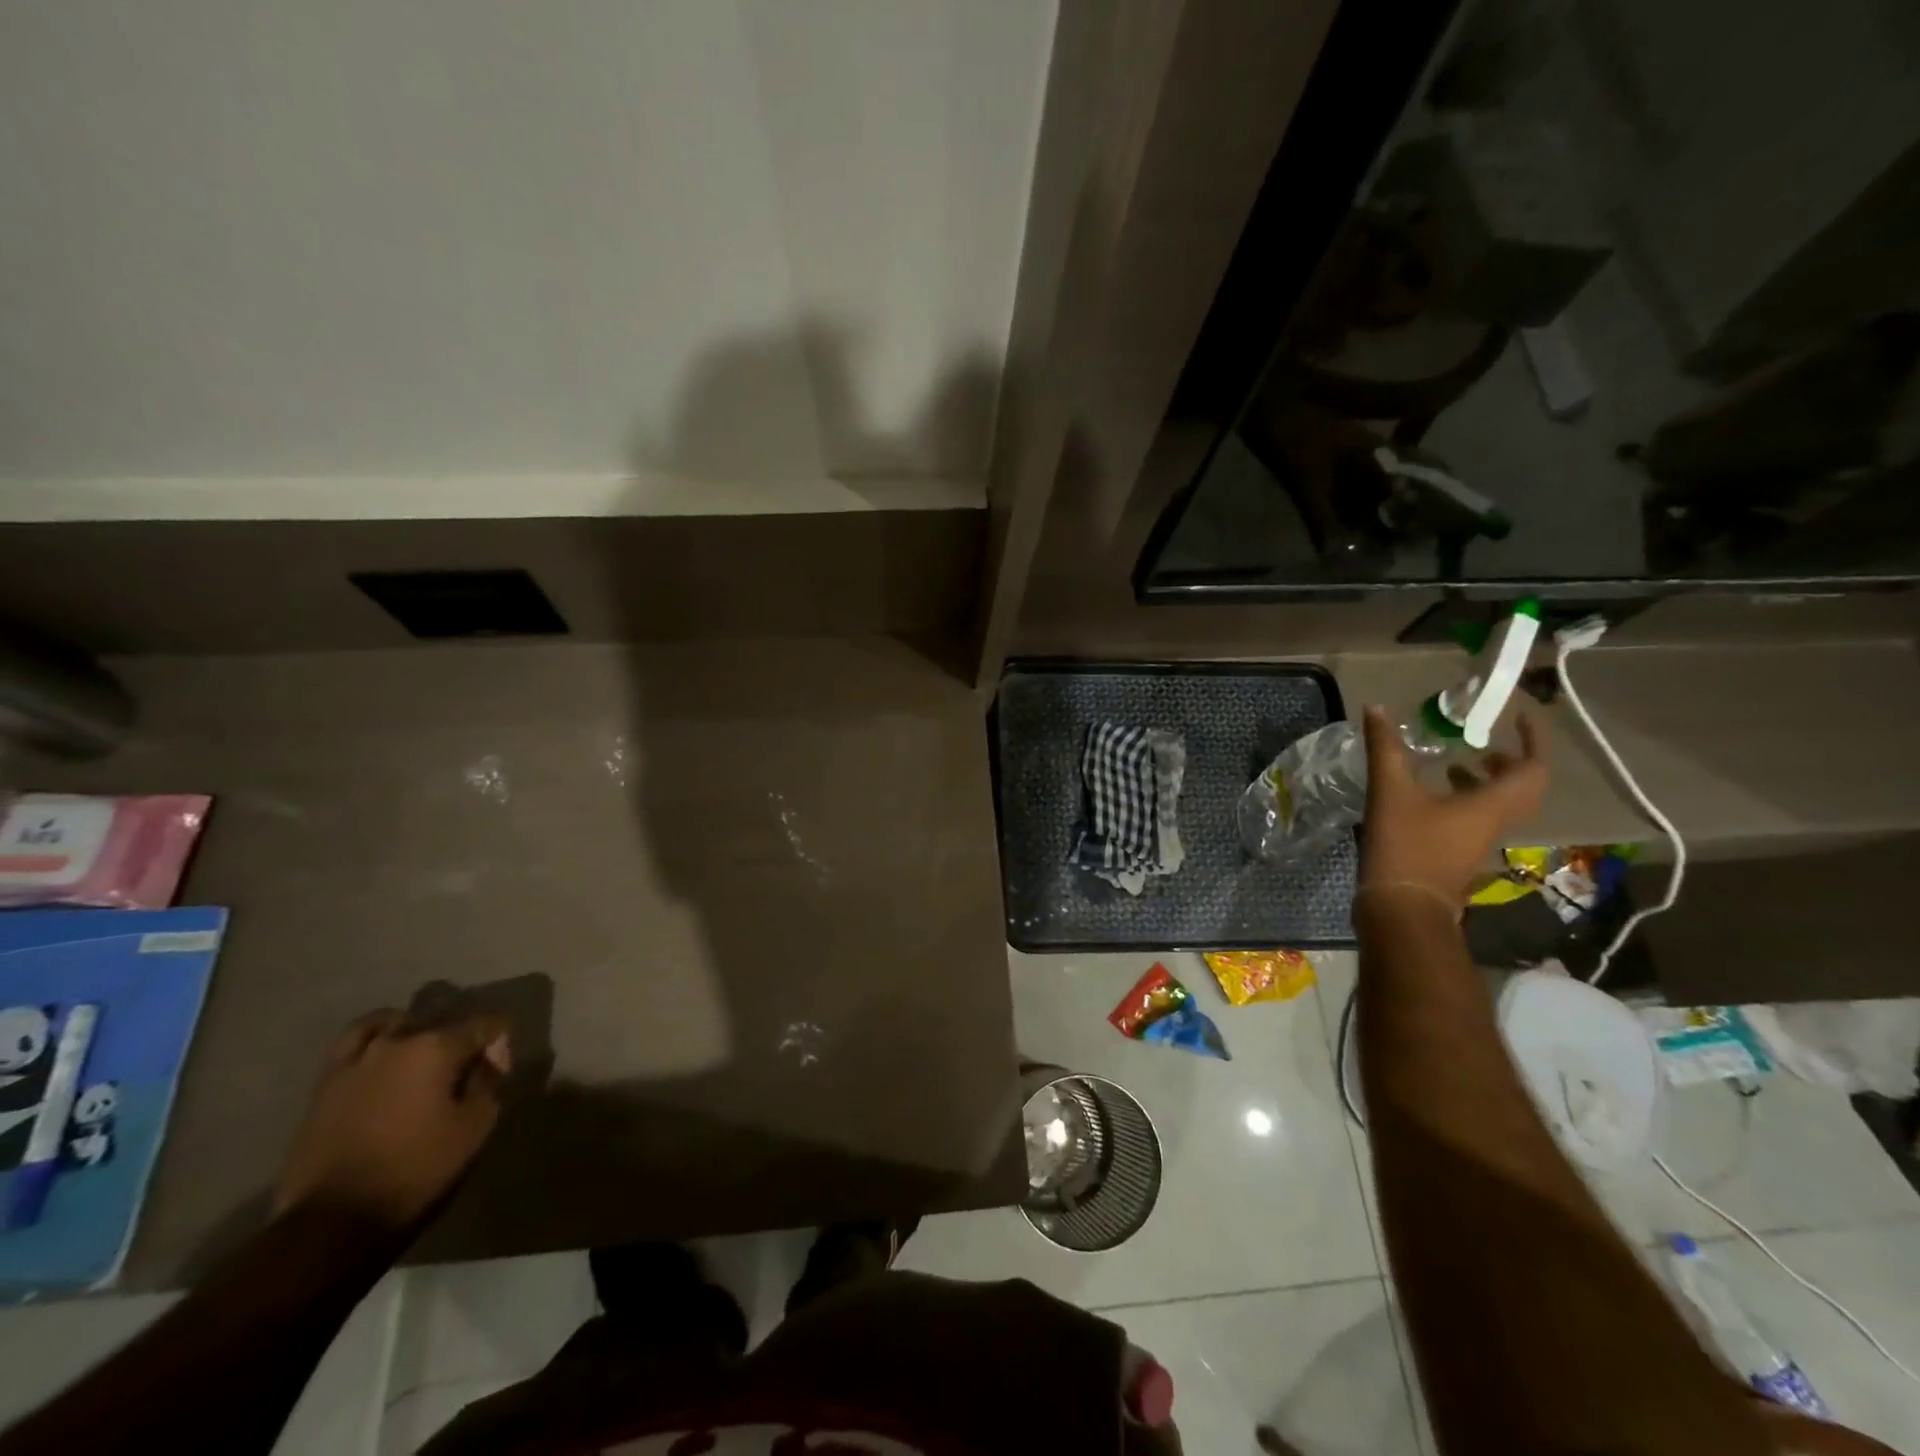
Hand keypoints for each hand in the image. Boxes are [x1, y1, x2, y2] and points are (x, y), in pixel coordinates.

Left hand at [272, 1009, 510, 1230]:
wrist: (331, 1223)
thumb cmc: (415, 1171)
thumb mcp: (475, 1127)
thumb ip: (488, 1083)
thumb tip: (486, 1062)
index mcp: (437, 1047)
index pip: (486, 1024)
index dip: (501, 1044)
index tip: (498, 1073)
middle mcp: (397, 1040)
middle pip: (443, 1022)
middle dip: (463, 1042)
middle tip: (469, 1073)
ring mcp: (355, 1060)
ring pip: (398, 1025)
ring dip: (418, 1036)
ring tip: (424, 1059)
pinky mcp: (326, 1083)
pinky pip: (354, 1042)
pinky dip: (375, 1039)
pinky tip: (383, 1055)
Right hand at [1360, 703, 1547, 905]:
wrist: (1402, 907)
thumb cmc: (1406, 846)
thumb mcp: (1391, 791)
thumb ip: (1386, 749)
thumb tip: (1376, 708)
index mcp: (1491, 805)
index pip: (1532, 767)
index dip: (1532, 740)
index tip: (1518, 718)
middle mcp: (1495, 822)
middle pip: (1523, 789)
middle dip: (1511, 762)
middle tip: (1488, 744)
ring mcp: (1478, 842)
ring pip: (1500, 806)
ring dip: (1488, 782)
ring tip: (1459, 764)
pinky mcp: (1459, 855)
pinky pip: (1477, 819)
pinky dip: (1466, 800)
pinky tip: (1432, 795)